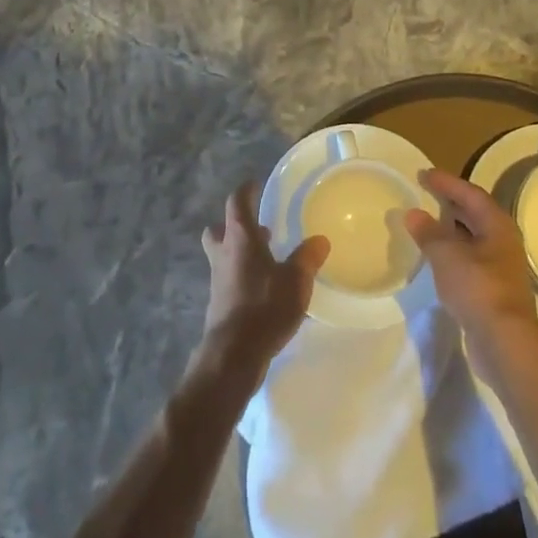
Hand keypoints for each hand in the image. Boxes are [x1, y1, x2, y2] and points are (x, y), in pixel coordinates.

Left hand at [196, 183, 328, 392]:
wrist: (234, 353)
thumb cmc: (264, 306)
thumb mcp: (295, 281)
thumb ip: (307, 258)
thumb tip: (319, 240)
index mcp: (240, 238)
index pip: (237, 202)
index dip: (246, 191)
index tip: (255, 185)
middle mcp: (224, 253)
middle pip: (220, 229)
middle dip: (235, 225)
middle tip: (259, 228)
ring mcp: (218, 279)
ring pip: (224, 254)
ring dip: (240, 252)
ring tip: (267, 260)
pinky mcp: (219, 302)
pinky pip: (229, 278)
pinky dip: (243, 276)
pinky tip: (264, 289)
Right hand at [406, 169, 537, 369]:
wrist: (505, 342)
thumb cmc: (478, 288)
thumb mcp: (446, 255)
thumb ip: (429, 232)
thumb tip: (414, 214)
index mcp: (497, 225)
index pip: (470, 194)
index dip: (447, 182)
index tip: (424, 174)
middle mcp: (503, 242)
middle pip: (475, 214)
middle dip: (450, 203)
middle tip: (425, 194)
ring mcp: (500, 267)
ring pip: (473, 238)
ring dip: (451, 229)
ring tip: (426, 223)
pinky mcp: (493, 290)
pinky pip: (469, 259)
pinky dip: (452, 252)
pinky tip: (436, 257)